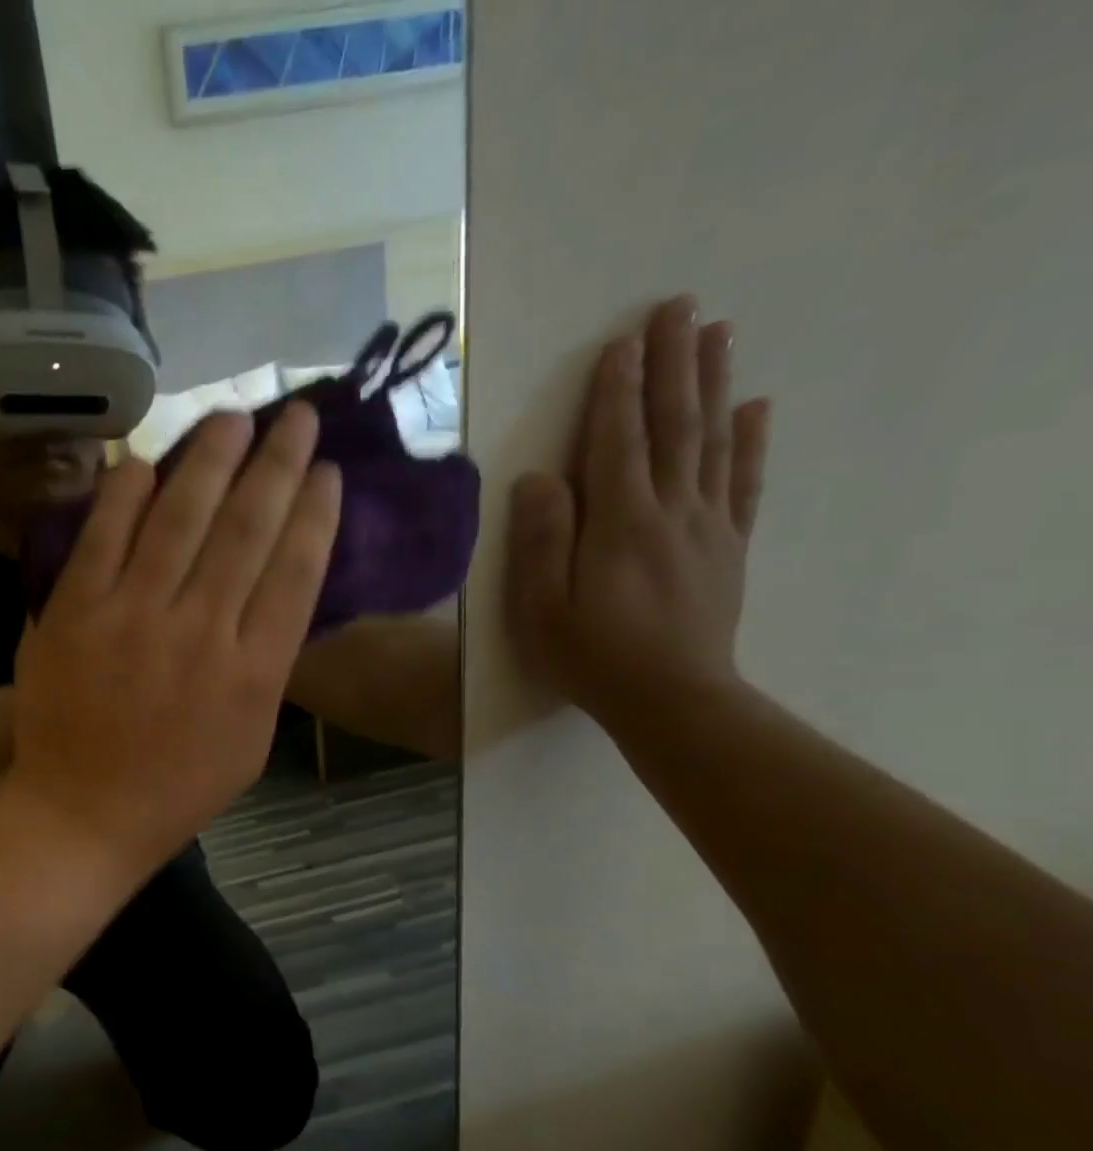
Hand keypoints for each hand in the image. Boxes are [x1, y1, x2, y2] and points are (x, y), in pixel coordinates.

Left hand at [9, 405, 341, 872]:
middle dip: (277, 463)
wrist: (83, 813)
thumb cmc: (176, 788)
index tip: (327, 469)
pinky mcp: (74, 612)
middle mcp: (200, 631)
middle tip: (293, 414)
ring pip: (179, 518)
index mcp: (254, 671)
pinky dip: (123, 495)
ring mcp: (132, 616)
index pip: (297, 571)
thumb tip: (274, 597)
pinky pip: (103, 538)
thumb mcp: (251, 741)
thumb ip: (267, 668)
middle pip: (246, 528)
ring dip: (209, 459)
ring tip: (231, 417)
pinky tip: (144, 461)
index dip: (315, 511)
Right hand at [506, 294, 772, 732]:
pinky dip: (750, 441)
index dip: (617, 390)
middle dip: (673, 364)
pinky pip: (743, 483)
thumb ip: (541, 542)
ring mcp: (708, 526)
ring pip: (712, 441)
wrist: (671, 699)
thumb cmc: (592, 657)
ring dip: (714, 384)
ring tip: (719, 333)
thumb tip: (538, 479)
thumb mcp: (543, 608)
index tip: (621, 341)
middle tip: (680, 307)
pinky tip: (756, 408)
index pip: (617, 442)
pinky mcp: (729, 547)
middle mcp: (671, 511)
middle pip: (674, 425)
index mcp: (621, 524)